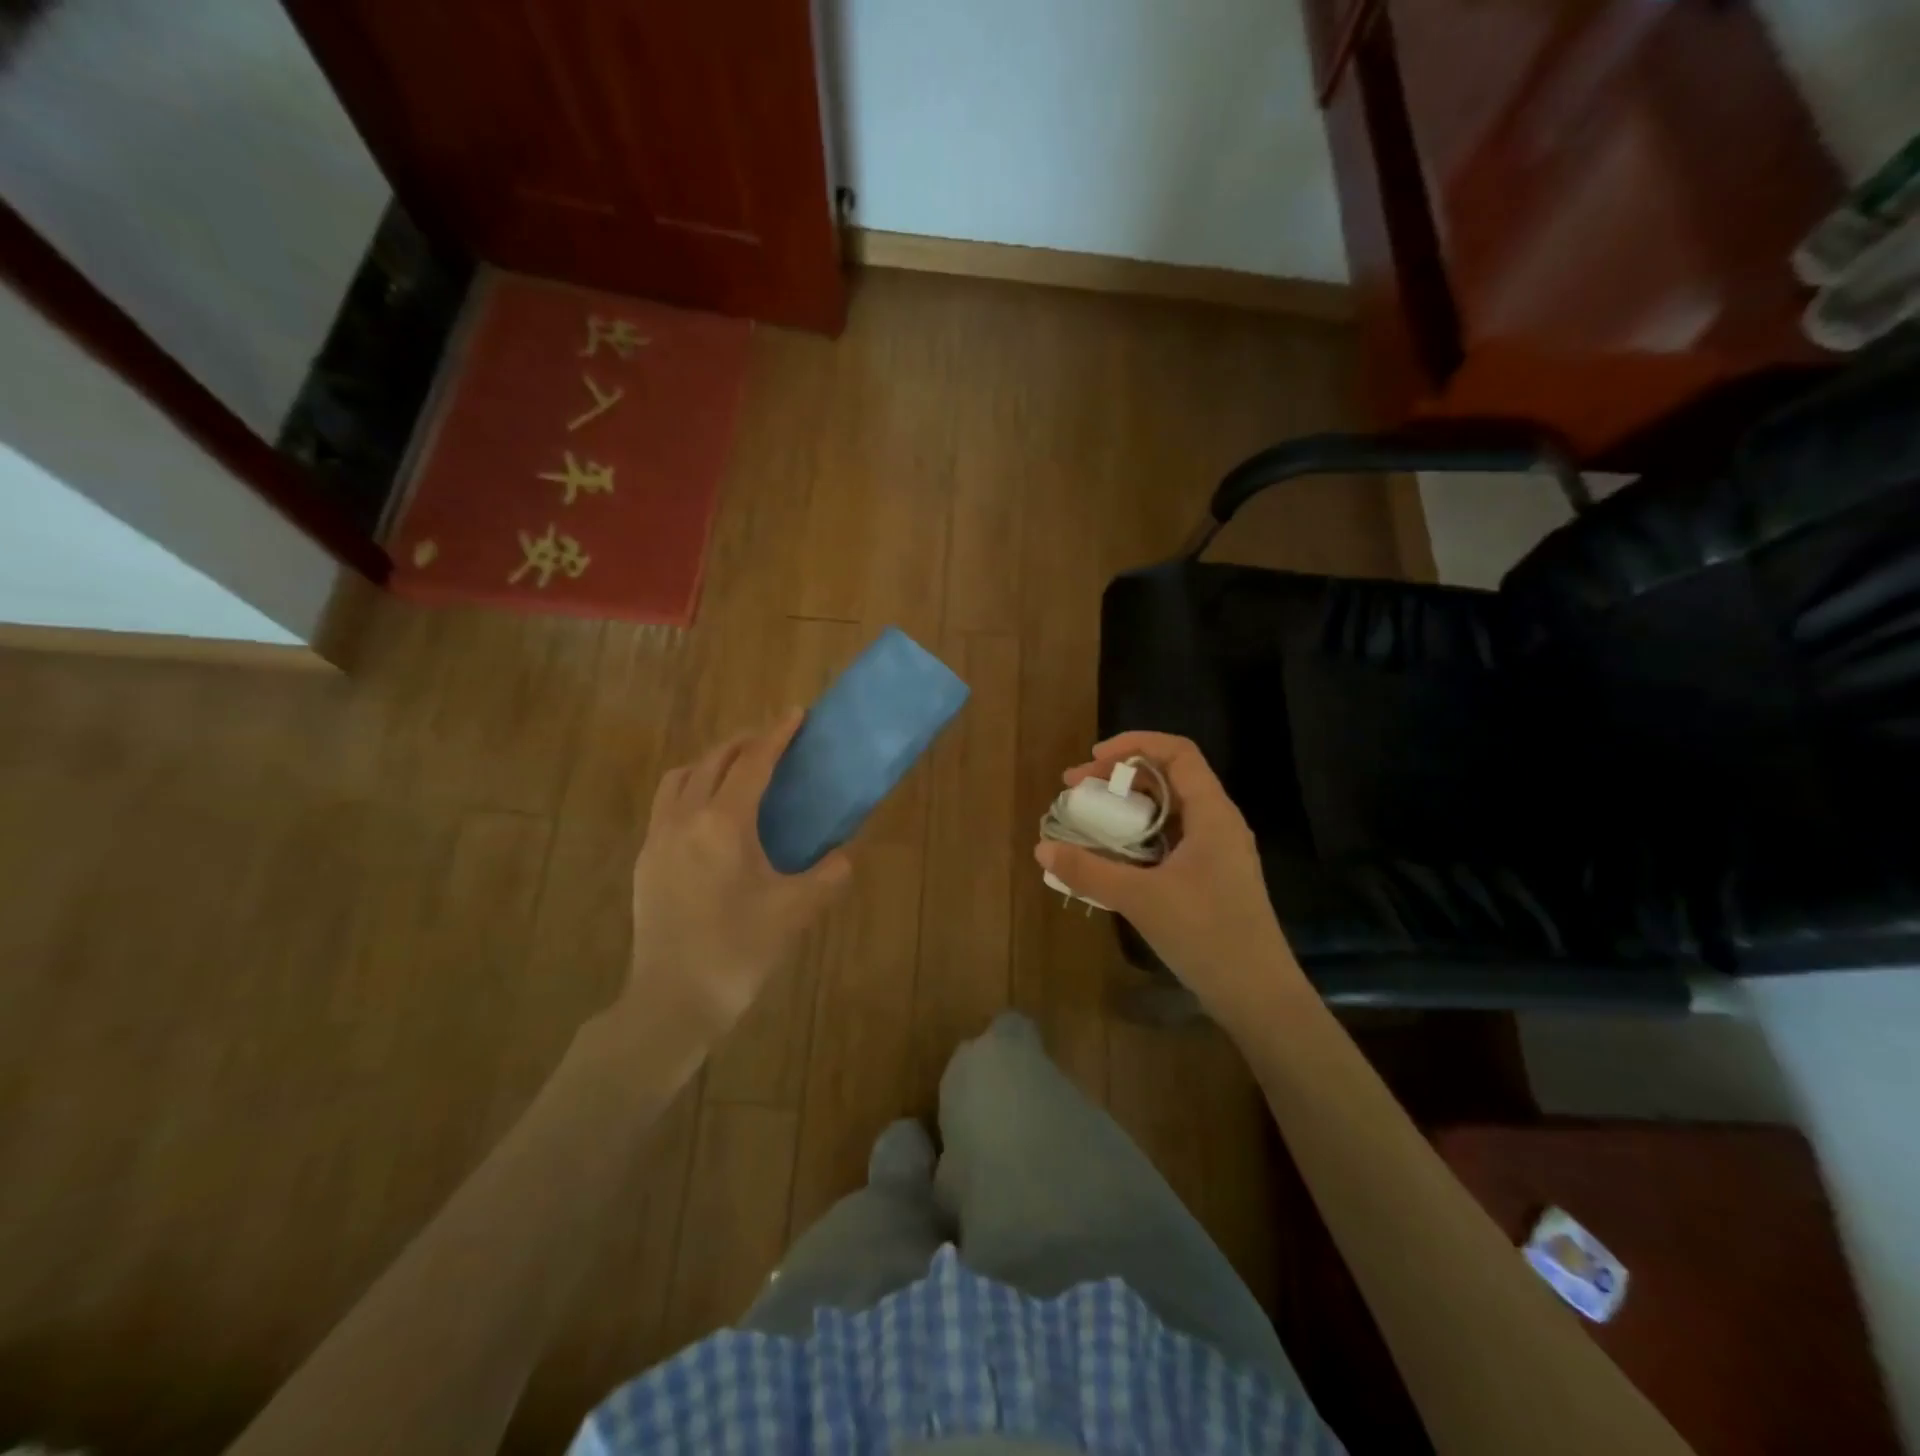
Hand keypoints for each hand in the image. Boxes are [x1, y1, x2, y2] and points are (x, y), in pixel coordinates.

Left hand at [619, 712, 851, 1049]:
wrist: (673, 1000)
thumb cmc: (738, 950)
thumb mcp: (795, 911)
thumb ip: (827, 875)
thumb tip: (843, 856)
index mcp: (723, 824)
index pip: (753, 763)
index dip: (776, 735)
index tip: (795, 713)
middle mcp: (685, 819)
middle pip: (713, 761)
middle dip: (744, 743)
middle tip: (772, 742)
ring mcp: (658, 839)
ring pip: (681, 778)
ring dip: (711, 763)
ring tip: (737, 772)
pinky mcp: (646, 861)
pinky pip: (667, 805)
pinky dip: (691, 789)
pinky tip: (710, 816)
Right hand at [1035, 731, 1303, 1019]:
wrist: (1258, 995)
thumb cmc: (1206, 935)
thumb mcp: (1141, 898)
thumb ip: (1089, 871)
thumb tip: (1042, 849)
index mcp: (1212, 813)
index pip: (1177, 753)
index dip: (1133, 745)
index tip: (1092, 760)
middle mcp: (1218, 823)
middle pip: (1168, 778)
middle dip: (1120, 777)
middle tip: (1076, 791)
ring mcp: (1217, 852)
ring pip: (1168, 811)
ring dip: (1127, 808)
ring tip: (1088, 821)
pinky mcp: (1210, 877)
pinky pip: (1170, 840)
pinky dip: (1138, 837)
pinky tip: (1111, 857)